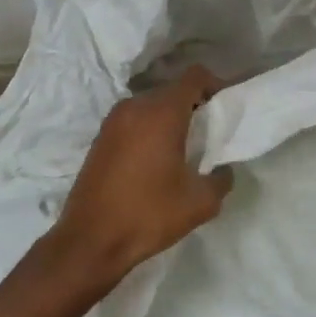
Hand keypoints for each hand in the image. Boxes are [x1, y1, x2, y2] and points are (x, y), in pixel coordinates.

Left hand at [50, 65, 233, 287]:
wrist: (90, 240)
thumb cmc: (148, 215)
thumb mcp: (200, 203)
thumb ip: (221, 179)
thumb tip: (222, 169)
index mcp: (162, 113)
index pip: (194, 76)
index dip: (215, 85)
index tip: (225, 108)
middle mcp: (135, 106)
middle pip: (173, 90)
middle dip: (194, 104)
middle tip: (209, 131)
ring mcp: (113, 120)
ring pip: (152, 104)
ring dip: (170, 117)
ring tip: (184, 147)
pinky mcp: (100, 137)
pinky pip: (134, 120)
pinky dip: (150, 128)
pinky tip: (156, 159)